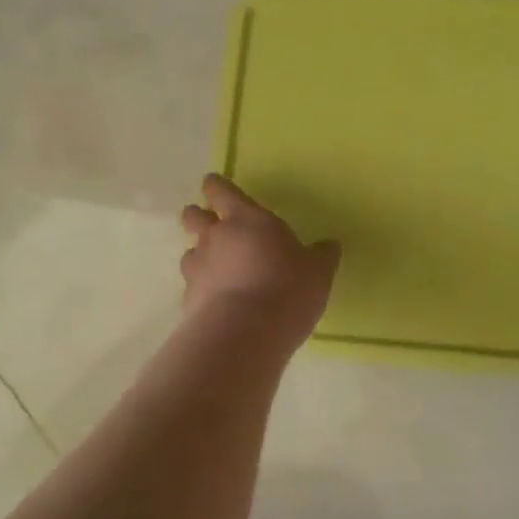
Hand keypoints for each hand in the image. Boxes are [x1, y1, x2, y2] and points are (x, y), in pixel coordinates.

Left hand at [180, 175, 339, 345]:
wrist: (244, 334)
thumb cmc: (287, 288)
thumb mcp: (317, 272)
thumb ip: (321, 256)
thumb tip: (330, 245)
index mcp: (247, 219)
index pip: (222, 191)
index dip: (216, 186)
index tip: (212, 184)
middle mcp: (216, 237)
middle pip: (194, 216)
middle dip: (199, 216)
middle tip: (211, 223)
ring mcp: (198, 268)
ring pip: (190, 251)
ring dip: (200, 255)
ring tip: (216, 268)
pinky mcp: (188, 300)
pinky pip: (192, 285)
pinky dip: (201, 288)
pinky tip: (216, 301)